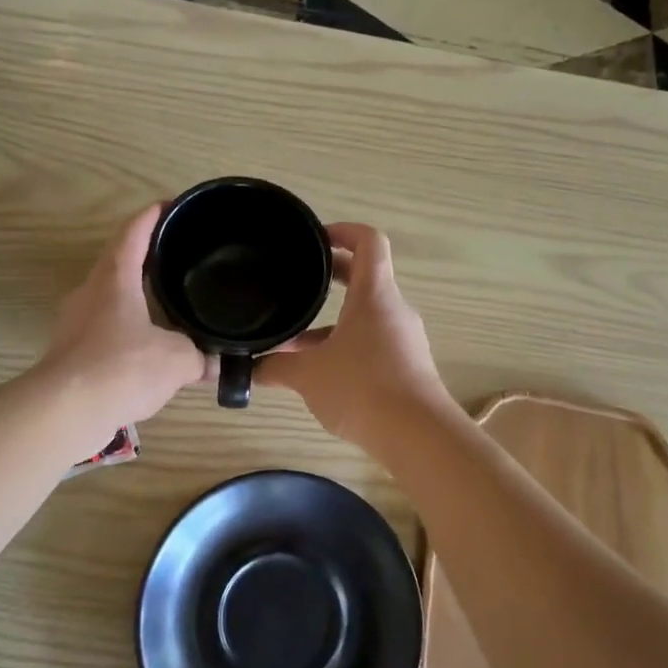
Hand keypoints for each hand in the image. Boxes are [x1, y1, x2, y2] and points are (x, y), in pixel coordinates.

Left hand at [36, 203, 208, 429]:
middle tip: (176, 259)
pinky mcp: (69, 352)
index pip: (133, 232)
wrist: (65, 410)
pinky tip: (146, 352)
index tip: (170, 205)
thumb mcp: (176, 359)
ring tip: (165, 307)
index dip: (153, 215)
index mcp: (115, 278)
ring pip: (109, 299)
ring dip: (135, 299)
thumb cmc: (122, 367)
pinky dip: (126, 333)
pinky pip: (103, 331)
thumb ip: (200, 356)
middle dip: (145, 258)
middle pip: (117, 262)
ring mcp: (74, 322)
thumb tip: (217, 364)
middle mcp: (90, 292)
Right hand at [258, 223, 452, 449]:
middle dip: (330, 276)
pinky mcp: (408, 367)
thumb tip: (249, 369)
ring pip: (366, 316)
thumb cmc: (362, 388)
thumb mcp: (308, 375)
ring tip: (297, 339)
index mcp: (374, 295)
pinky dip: (347, 346)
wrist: (418, 435)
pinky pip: (374, 343)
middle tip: (298, 279)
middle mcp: (394, 309)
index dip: (343, 231)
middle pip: (365, 277)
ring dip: (333, 320)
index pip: (369, 241)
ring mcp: (405, 339)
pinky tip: (322, 372)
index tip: (315, 239)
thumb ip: (276, 366)